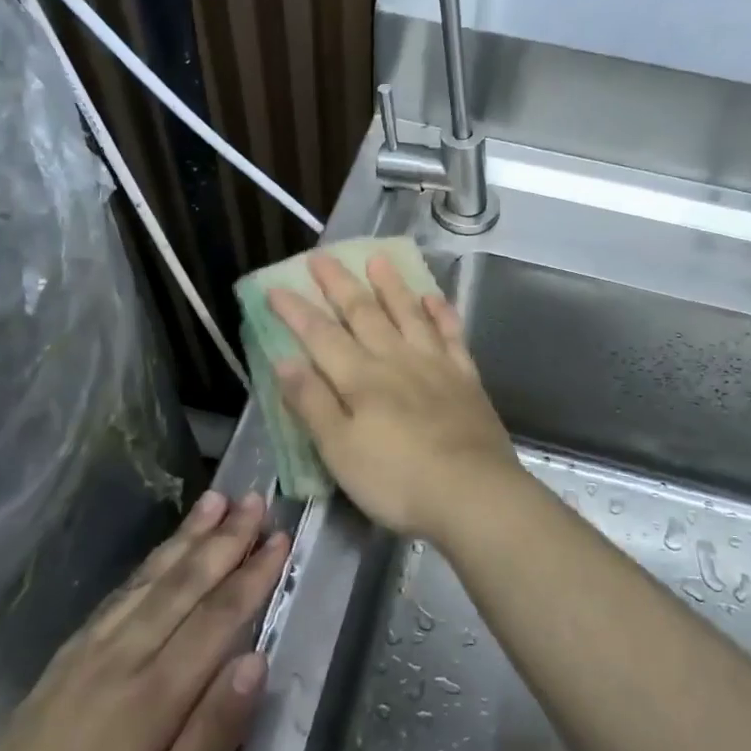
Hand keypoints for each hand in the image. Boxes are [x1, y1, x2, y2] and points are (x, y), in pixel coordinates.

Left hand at [0, 491, 287, 750]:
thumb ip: (210, 743)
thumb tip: (256, 661)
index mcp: (147, 703)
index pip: (215, 620)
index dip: (251, 576)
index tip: (281, 537)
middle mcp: (116, 665)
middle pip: (181, 588)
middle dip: (223, 540)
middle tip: (256, 498)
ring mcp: (81, 663)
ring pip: (145, 585)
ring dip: (184, 540)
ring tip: (214, 500)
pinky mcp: (56, 671)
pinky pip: (110, 603)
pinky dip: (143, 570)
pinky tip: (156, 558)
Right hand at [268, 252, 522, 542]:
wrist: (473, 493)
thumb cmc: (397, 480)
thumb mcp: (339, 451)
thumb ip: (313, 403)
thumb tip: (284, 360)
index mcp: (360, 379)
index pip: (321, 336)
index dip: (297, 311)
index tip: (277, 287)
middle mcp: (396, 360)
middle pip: (363, 314)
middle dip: (339, 285)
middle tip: (322, 257)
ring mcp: (435, 365)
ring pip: (408, 314)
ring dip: (392, 286)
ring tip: (378, 260)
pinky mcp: (465, 378)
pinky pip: (451, 335)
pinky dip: (442, 314)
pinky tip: (434, 298)